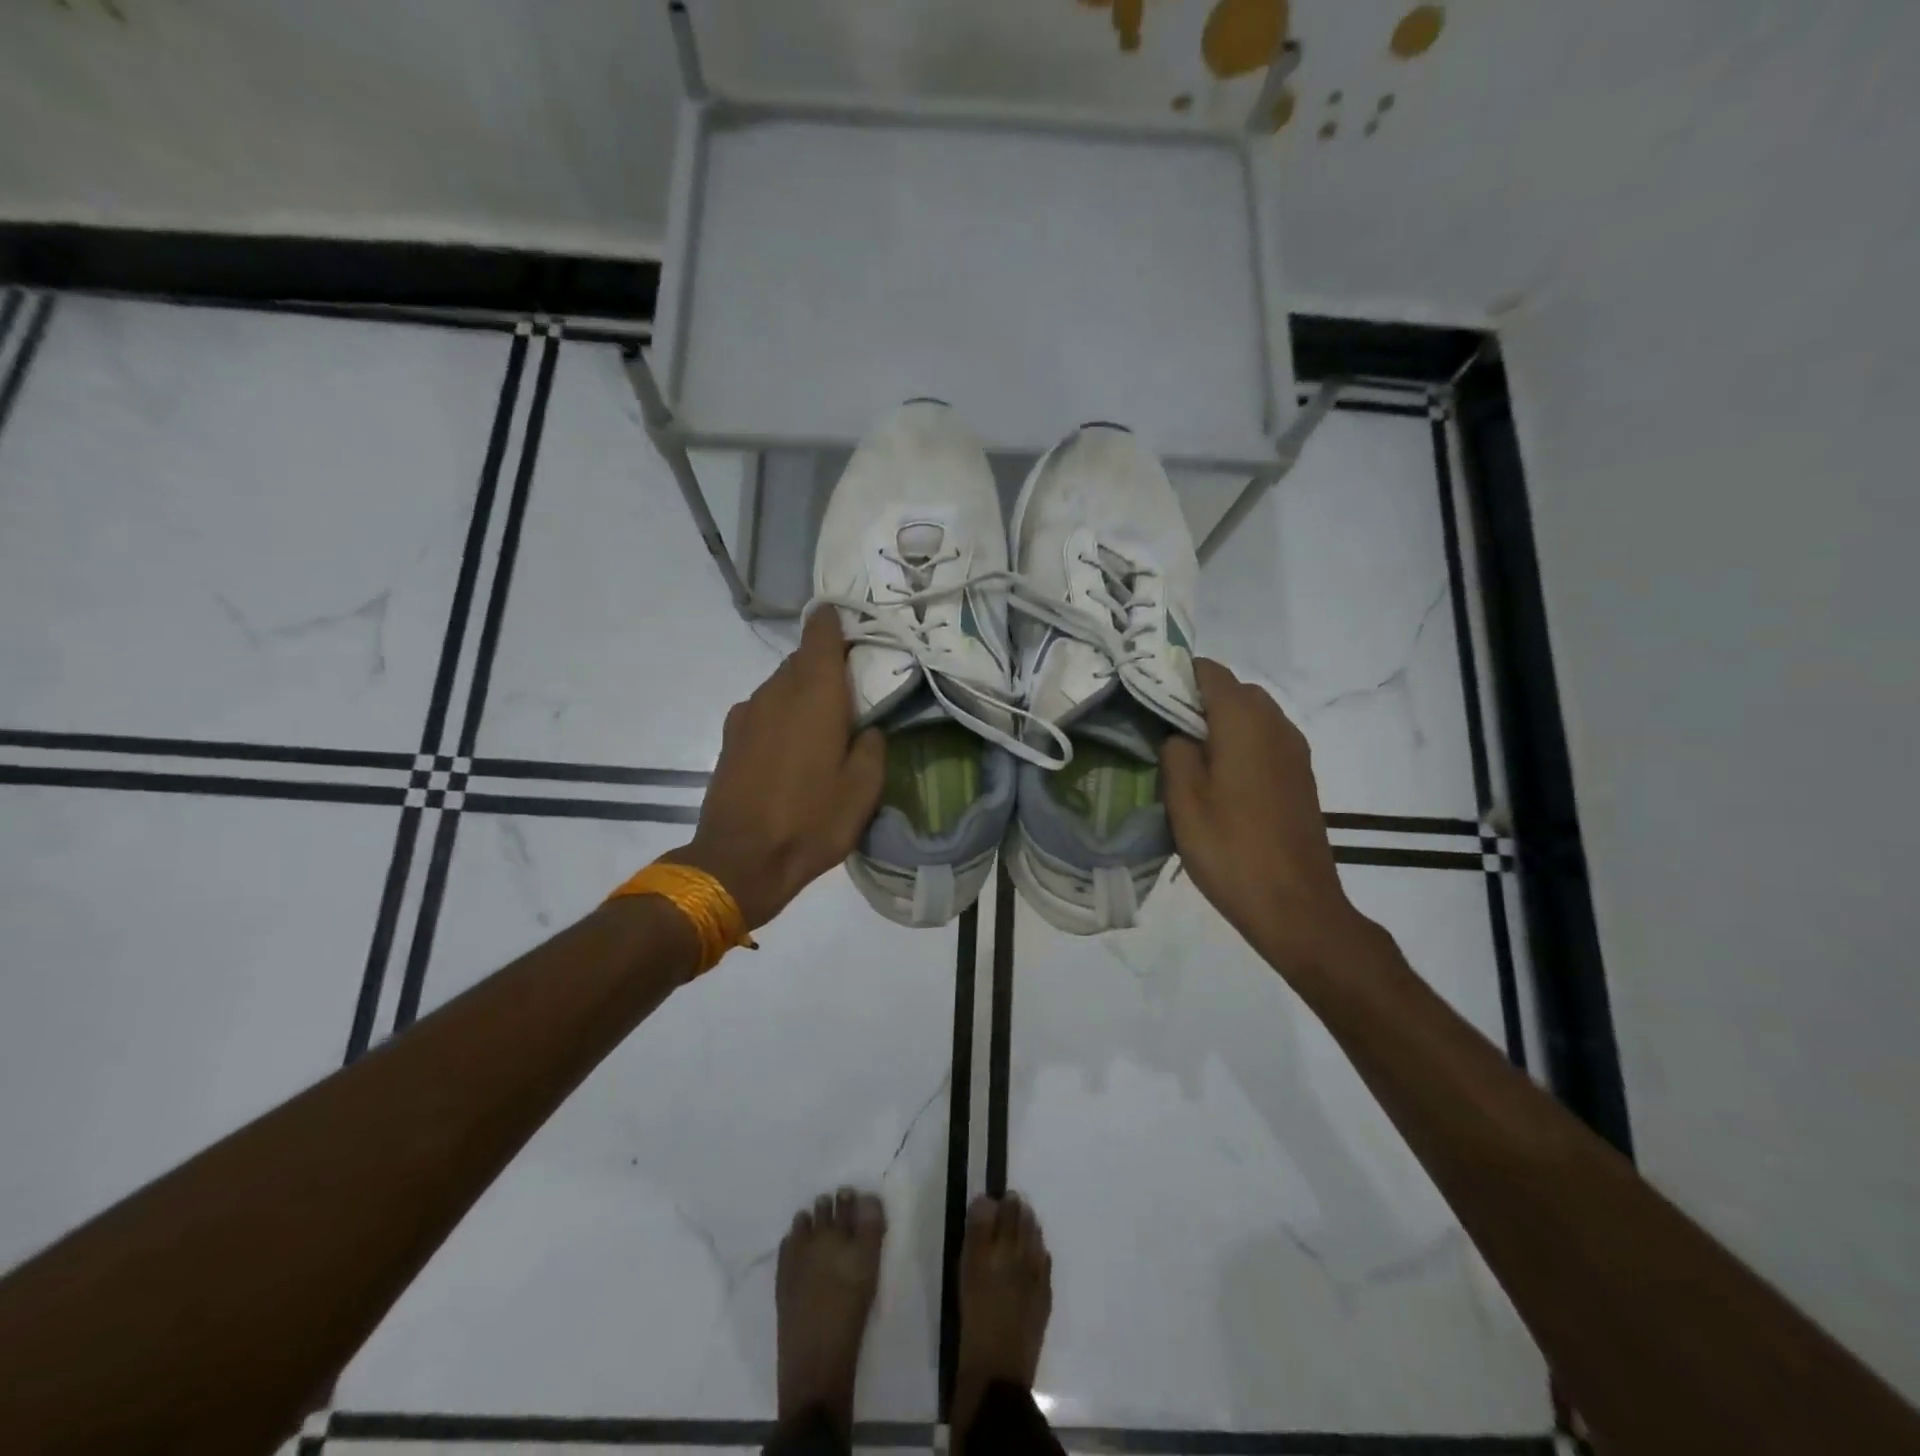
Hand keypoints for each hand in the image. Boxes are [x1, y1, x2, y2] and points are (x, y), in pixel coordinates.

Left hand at [668, 608, 884, 928]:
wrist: (739, 861)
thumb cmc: (811, 822)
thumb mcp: (863, 790)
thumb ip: (872, 747)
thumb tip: (868, 729)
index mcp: (814, 695)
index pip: (821, 635)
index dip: (834, 621)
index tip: (850, 619)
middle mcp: (776, 692)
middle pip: (802, 659)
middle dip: (825, 662)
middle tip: (853, 682)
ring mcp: (747, 714)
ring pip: (781, 685)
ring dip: (803, 690)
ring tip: (826, 719)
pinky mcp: (731, 737)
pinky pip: (764, 709)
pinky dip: (783, 713)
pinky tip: (794, 744)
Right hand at [1160, 659, 1368, 970]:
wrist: (1295, 904)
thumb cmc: (1230, 849)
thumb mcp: (1183, 800)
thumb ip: (1174, 751)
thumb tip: (1177, 734)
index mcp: (1244, 722)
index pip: (1210, 671)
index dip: (1177, 675)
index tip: (1147, 697)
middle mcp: (1276, 724)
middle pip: (1233, 690)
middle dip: (1197, 700)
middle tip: (1162, 731)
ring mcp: (1294, 750)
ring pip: (1252, 715)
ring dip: (1220, 723)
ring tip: (1187, 757)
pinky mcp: (1300, 775)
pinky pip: (1265, 740)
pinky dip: (1240, 743)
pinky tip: (1219, 779)